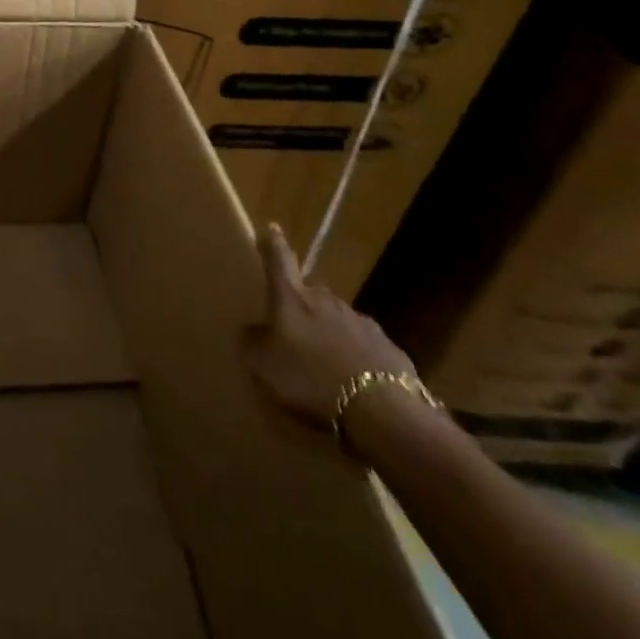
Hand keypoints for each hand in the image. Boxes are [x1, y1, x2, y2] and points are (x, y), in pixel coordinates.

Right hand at [242, 223, 417, 436]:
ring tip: (323, 358)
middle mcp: (327, 300)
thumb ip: (253, 342)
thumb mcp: (264, 365)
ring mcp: (361, 322)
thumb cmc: (310, 379)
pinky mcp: (388, 347)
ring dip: (329, 330)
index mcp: (293, 299)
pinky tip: (352, 378)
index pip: (279, 262)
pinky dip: (355, 354)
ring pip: (338, 317)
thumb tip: (251, 329)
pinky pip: (363, 344)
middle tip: (293, 323)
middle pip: (311, 292)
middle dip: (302, 302)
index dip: (273, 244)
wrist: (382, 411)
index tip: (272, 227)